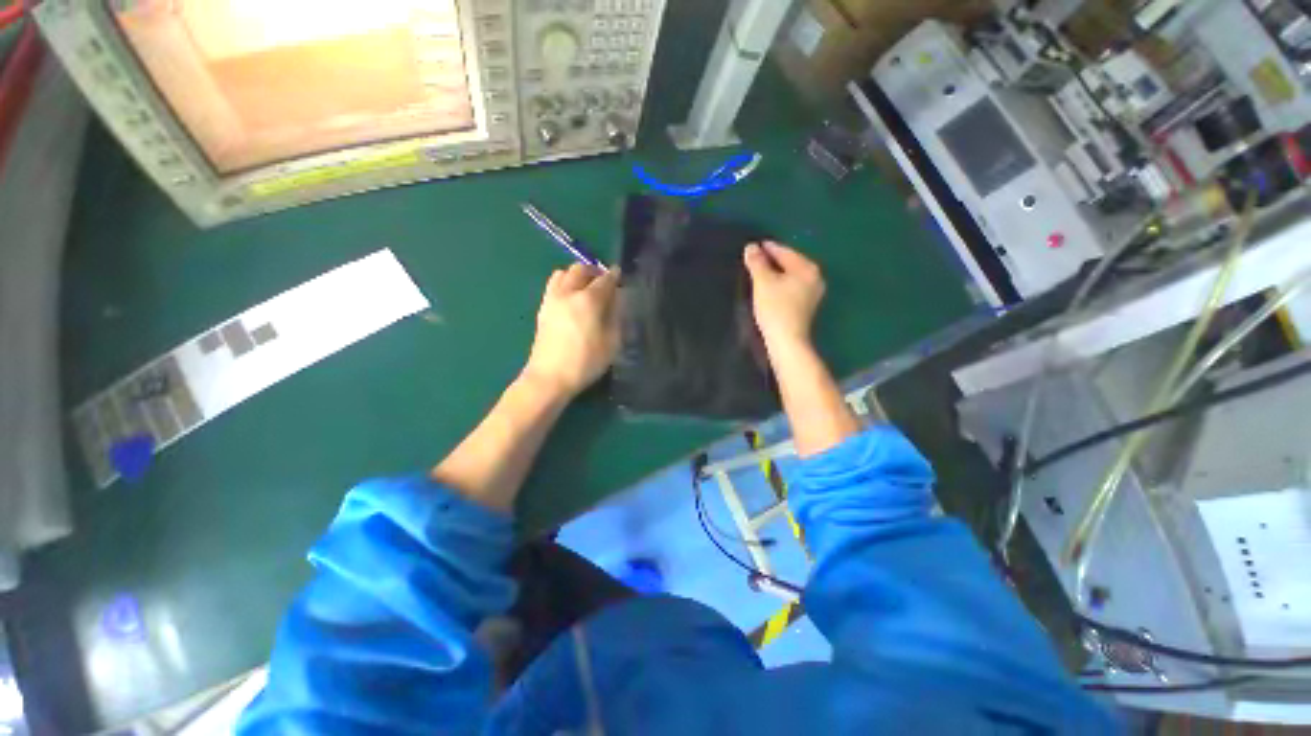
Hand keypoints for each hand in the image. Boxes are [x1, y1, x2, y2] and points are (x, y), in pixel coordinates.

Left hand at [523, 263, 619, 398]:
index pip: (605, 279)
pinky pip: (553, 285)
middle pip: (581, 269)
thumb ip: (616, 316)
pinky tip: (572, 298)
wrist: (549, 378)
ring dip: (577, 275)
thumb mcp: (612, 343)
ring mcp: (552, 299)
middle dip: (595, 271)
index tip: (620, 274)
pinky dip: (564, 283)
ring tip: (586, 288)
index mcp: (588, 300)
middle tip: (604, 281)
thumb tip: (617, 299)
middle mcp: (568, 293)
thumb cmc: (586, 362)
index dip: (615, 275)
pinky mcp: (542, 308)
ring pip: (563, 273)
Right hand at [743, 241, 824, 347]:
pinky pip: (792, 287)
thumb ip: (757, 262)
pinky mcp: (807, 306)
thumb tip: (751, 247)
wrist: (787, 340)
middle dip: (773, 260)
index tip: (754, 246)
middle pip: (790, 263)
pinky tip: (770, 287)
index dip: (768, 248)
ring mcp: (813, 293)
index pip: (785, 252)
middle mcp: (815, 277)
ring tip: (760, 272)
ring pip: (791, 276)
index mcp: (807, 268)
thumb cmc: (775, 308)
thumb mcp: (763, 282)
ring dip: (777, 273)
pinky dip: (781, 284)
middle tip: (755, 258)